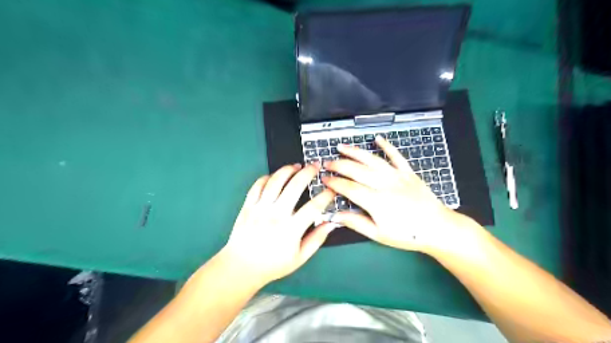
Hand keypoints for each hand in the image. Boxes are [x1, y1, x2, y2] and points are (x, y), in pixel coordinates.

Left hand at [222, 162, 335, 282]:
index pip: (313, 207)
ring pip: (275, 181)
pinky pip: (258, 185)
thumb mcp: (299, 258)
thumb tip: (332, 223)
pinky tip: (275, 176)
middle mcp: (275, 215)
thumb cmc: (273, 264)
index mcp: (291, 229)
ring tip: (297, 166)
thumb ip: (317, 239)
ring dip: (288, 170)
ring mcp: (260, 208)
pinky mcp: (248, 205)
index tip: (332, 190)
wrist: (241, 267)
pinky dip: (267, 177)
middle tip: (316, 166)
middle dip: (308, 172)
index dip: (326, 196)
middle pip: (295, 186)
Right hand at [325, 135, 471, 254]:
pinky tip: (377, 138)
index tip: (324, 179)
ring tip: (342, 147)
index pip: (349, 188)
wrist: (438, 228)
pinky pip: (396, 156)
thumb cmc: (407, 234)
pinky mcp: (408, 172)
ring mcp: (397, 176)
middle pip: (357, 170)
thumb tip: (335, 216)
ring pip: (372, 160)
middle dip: (339, 165)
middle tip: (327, 162)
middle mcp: (384, 184)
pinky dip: (387, 146)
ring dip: (355, 152)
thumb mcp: (378, 234)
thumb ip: (356, 223)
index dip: (334, 182)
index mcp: (376, 201)